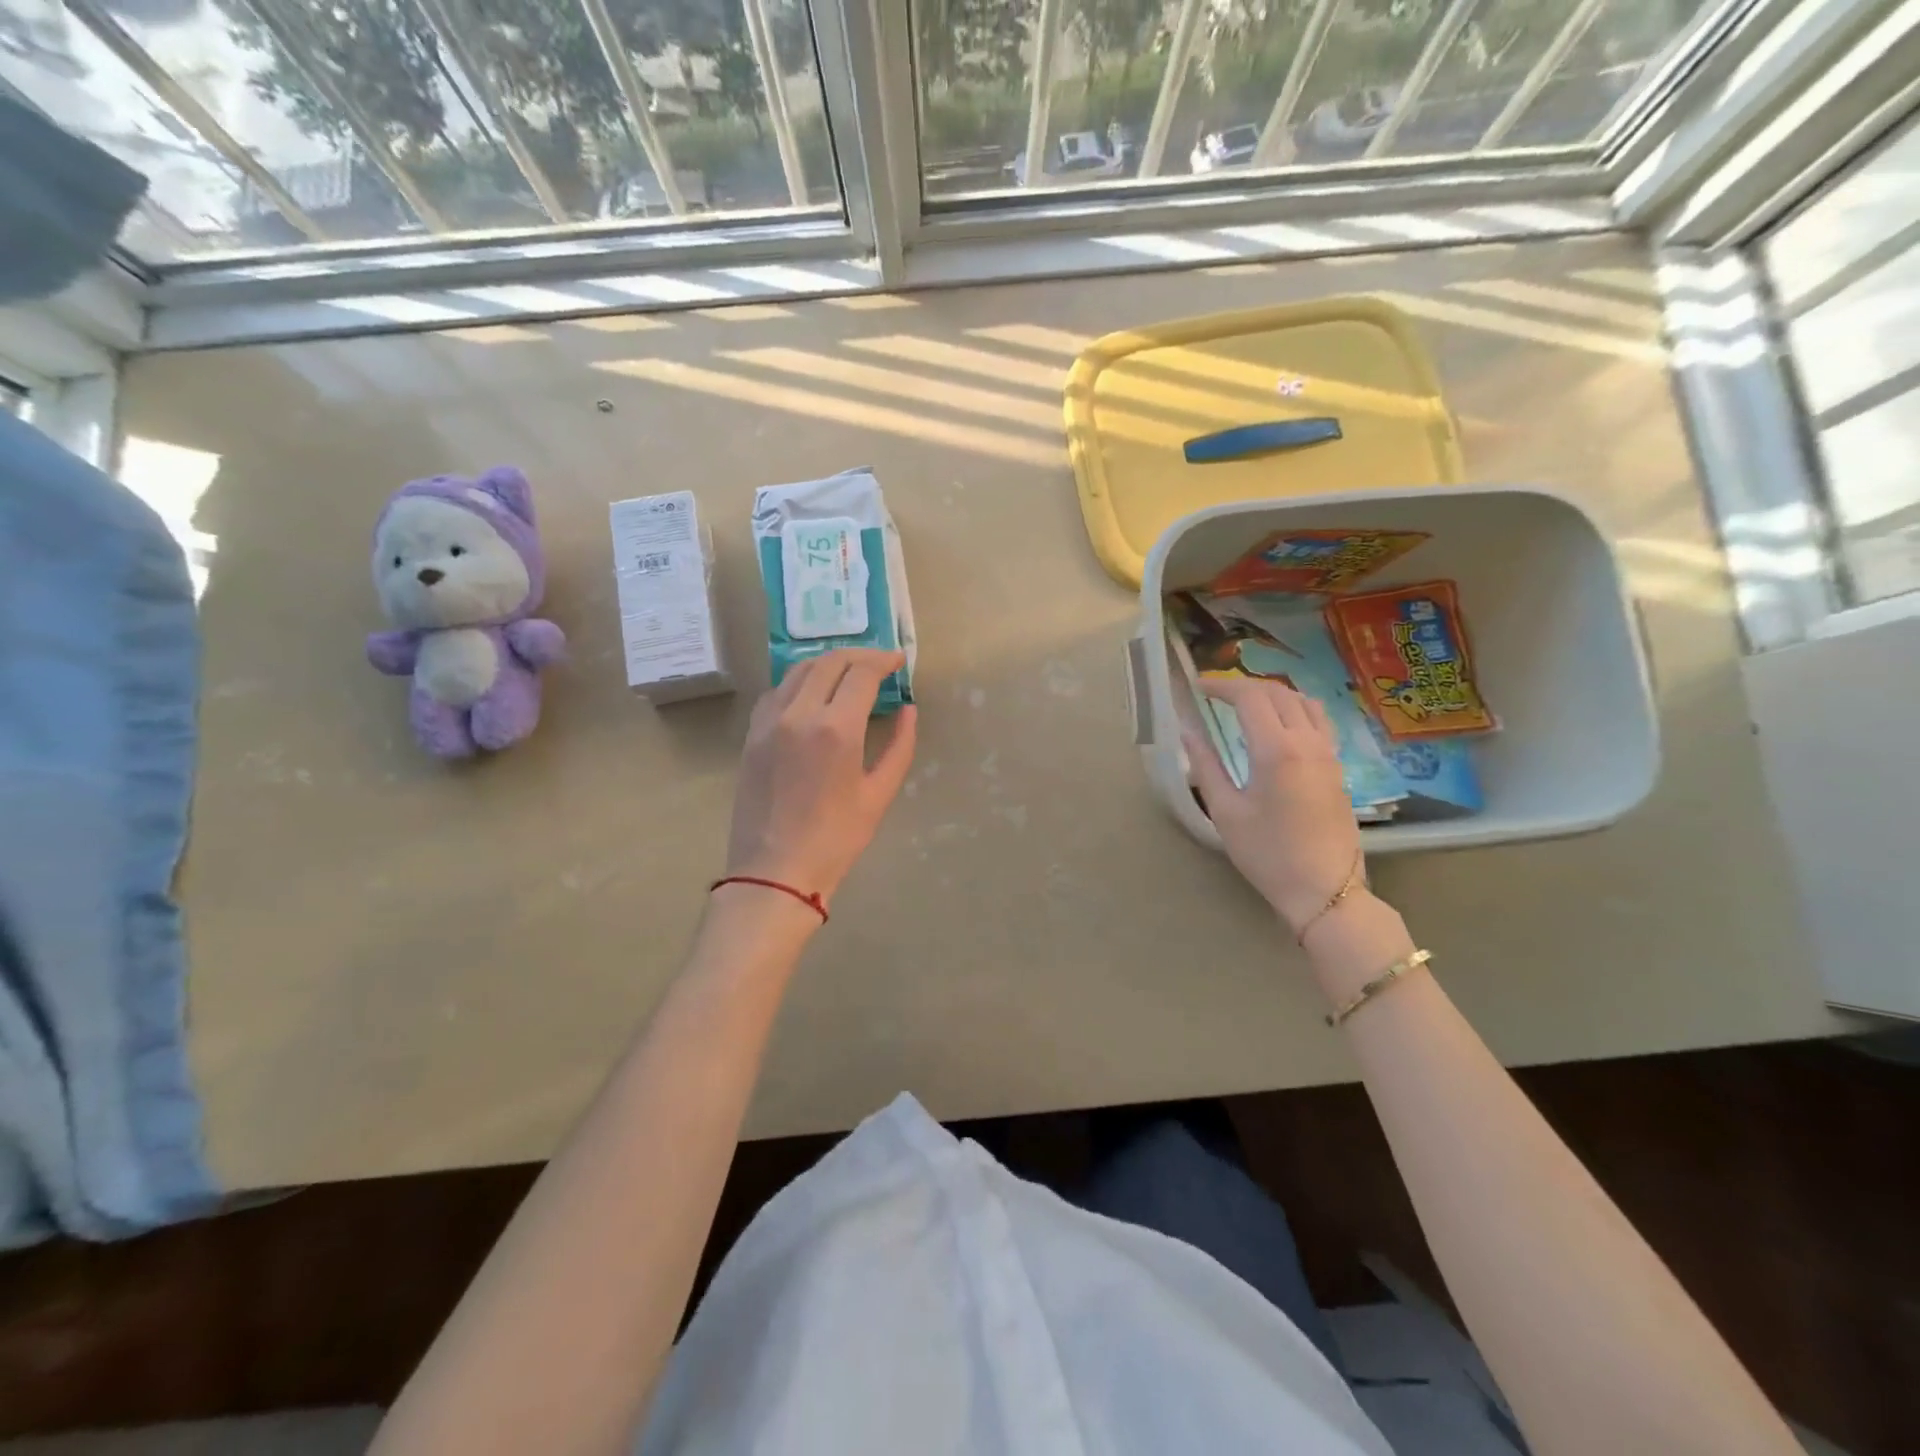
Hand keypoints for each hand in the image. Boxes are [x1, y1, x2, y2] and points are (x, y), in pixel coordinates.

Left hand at [724, 649, 916, 905]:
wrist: (775, 871)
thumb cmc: (836, 839)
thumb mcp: (878, 795)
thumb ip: (899, 746)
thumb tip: (908, 710)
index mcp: (835, 729)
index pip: (861, 673)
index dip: (884, 661)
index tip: (899, 661)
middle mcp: (798, 713)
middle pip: (830, 662)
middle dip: (859, 655)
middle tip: (879, 664)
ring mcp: (769, 722)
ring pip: (799, 670)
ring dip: (829, 663)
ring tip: (850, 672)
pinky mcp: (752, 734)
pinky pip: (777, 691)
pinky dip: (800, 682)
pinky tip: (814, 694)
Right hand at [1185, 677, 1361, 935]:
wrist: (1325, 891)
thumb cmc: (1268, 854)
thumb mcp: (1226, 812)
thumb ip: (1206, 766)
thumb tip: (1187, 732)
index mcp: (1277, 750)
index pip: (1250, 697)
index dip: (1221, 686)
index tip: (1197, 688)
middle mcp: (1308, 742)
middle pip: (1278, 693)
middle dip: (1244, 687)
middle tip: (1215, 695)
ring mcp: (1328, 753)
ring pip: (1304, 702)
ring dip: (1273, 694)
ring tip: (1247, 705)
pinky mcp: (1337, 767)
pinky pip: (1319, 721)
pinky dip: (1295, 709)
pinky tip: (1279, 726)